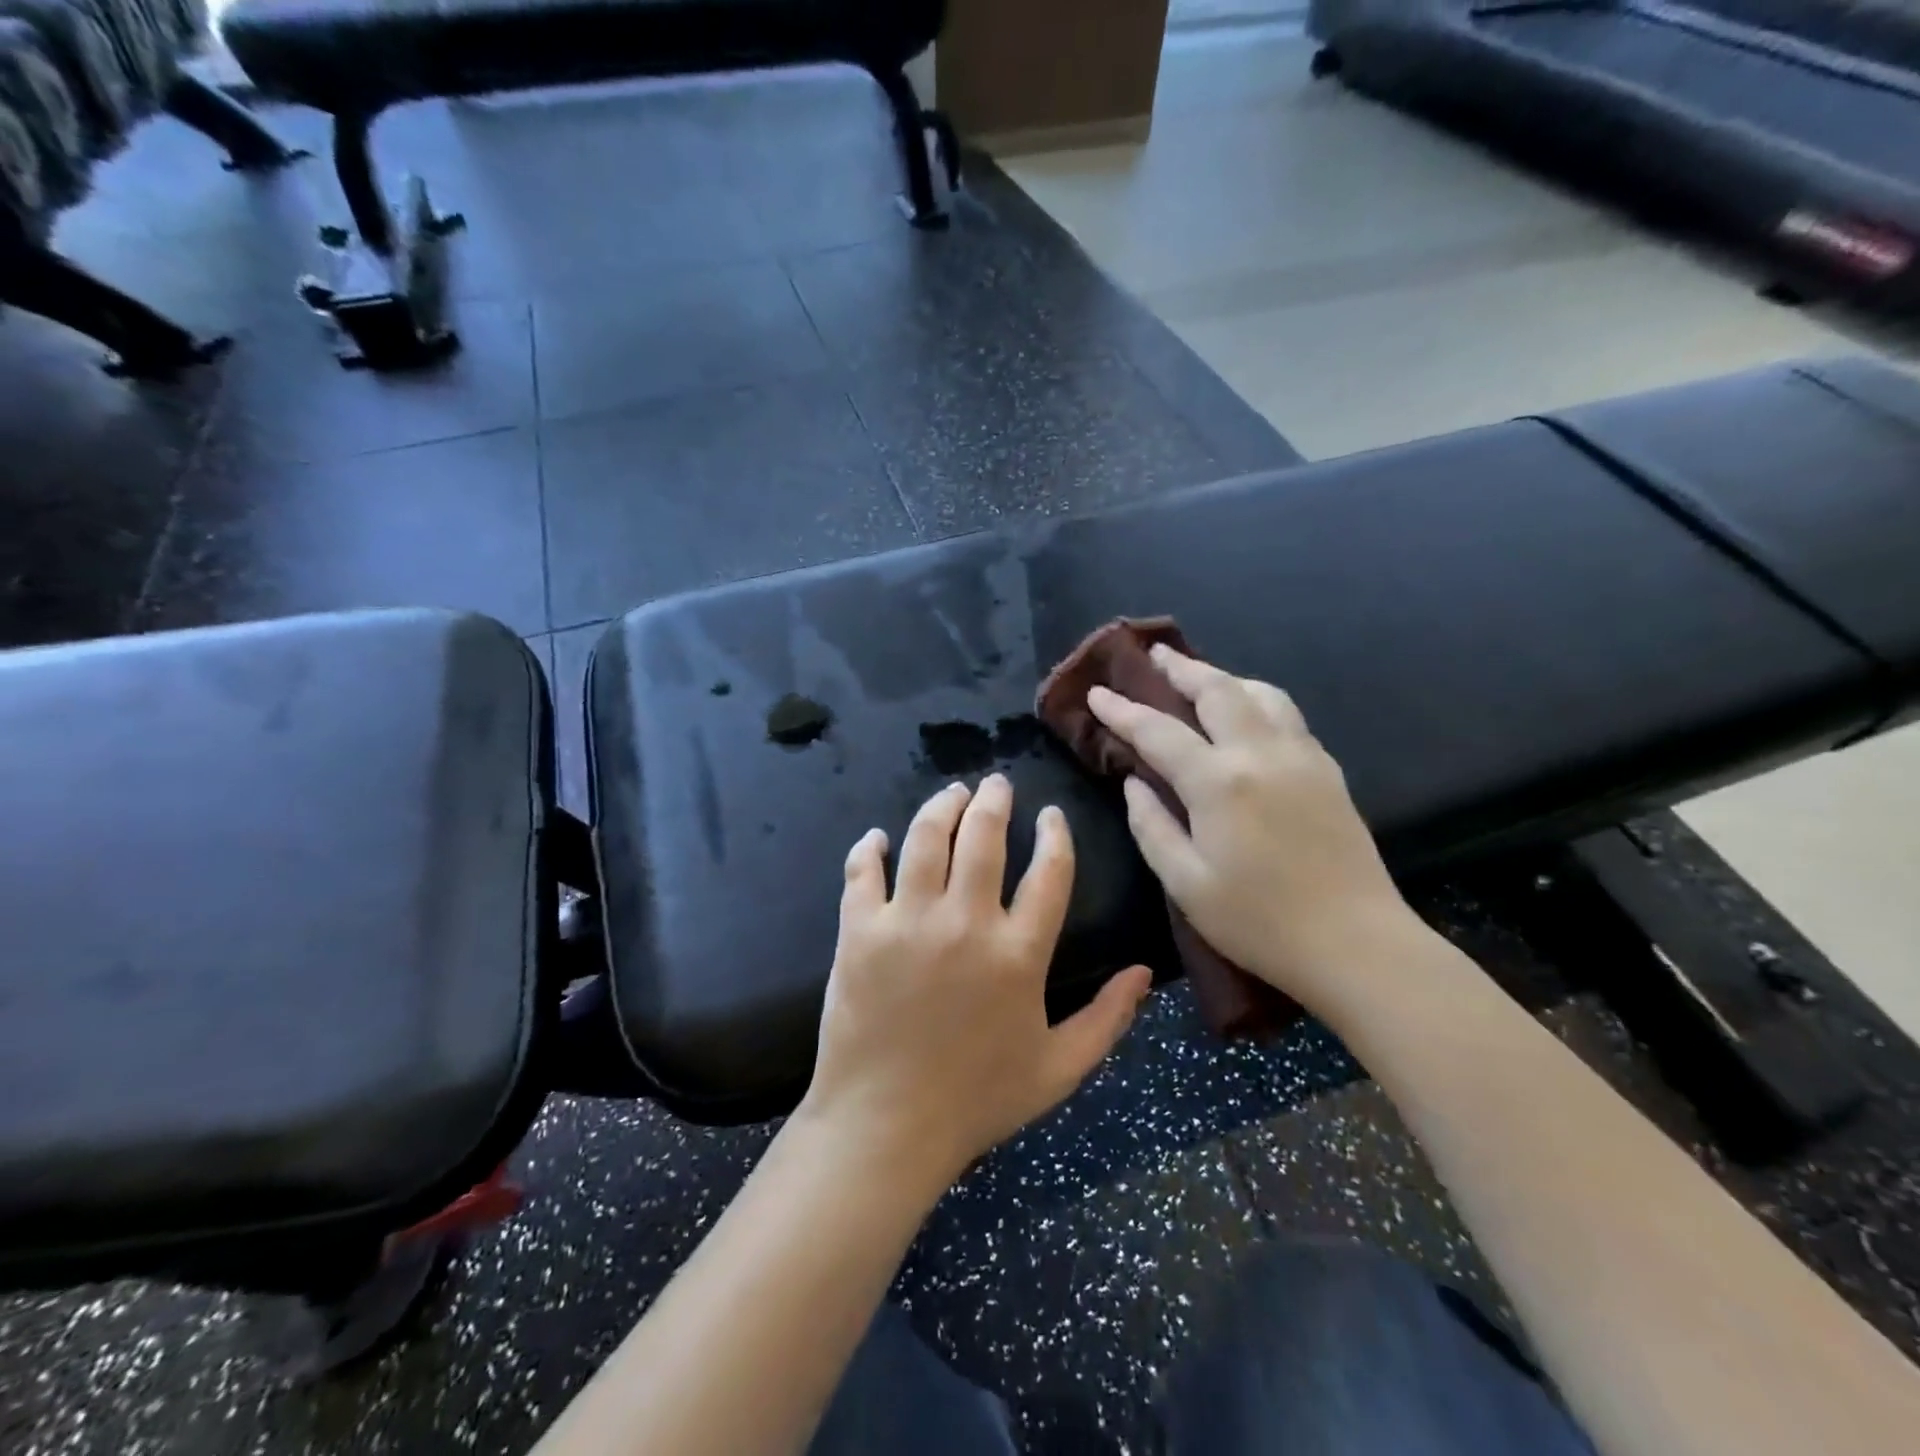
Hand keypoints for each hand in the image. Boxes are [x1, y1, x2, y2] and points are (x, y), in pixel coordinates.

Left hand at [801, 775, 1152, 1194]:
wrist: (885, 1128)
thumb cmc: (977, 1100)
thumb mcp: (1059, 1069)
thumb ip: (1108, 1019)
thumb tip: (1146, 972)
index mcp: (1019, 954)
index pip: (1049, 872)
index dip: (1054, 835)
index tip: (1050, 815)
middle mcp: (966, 923)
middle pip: (983, 837)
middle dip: (993, 801)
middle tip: (995, 784)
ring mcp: (907, 922)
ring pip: (926, 839)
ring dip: (941, 807)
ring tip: (952, 793)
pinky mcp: (859, 931)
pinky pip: (862, 871)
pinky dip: (870, 847)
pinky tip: (878, 837)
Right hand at [1086, 646, 1418, 1011]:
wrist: (1356, 945)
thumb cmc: (1259, 922)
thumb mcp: (1186, 884)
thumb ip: (1152, 827)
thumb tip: (1135, 783)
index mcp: (1219, 783)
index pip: (1159, 731)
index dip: (1122, 711)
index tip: (1096, 694)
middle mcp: (1260, 754)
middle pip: (1217, 690)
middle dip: (1180, 668)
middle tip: (1153, 654)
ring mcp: (1301, 757)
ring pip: (1259, 693)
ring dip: (1224, 677)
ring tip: (1200, 677)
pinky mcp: (1327, 770)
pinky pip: (1286, 714)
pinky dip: (1256, 698)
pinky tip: (1248, 712)